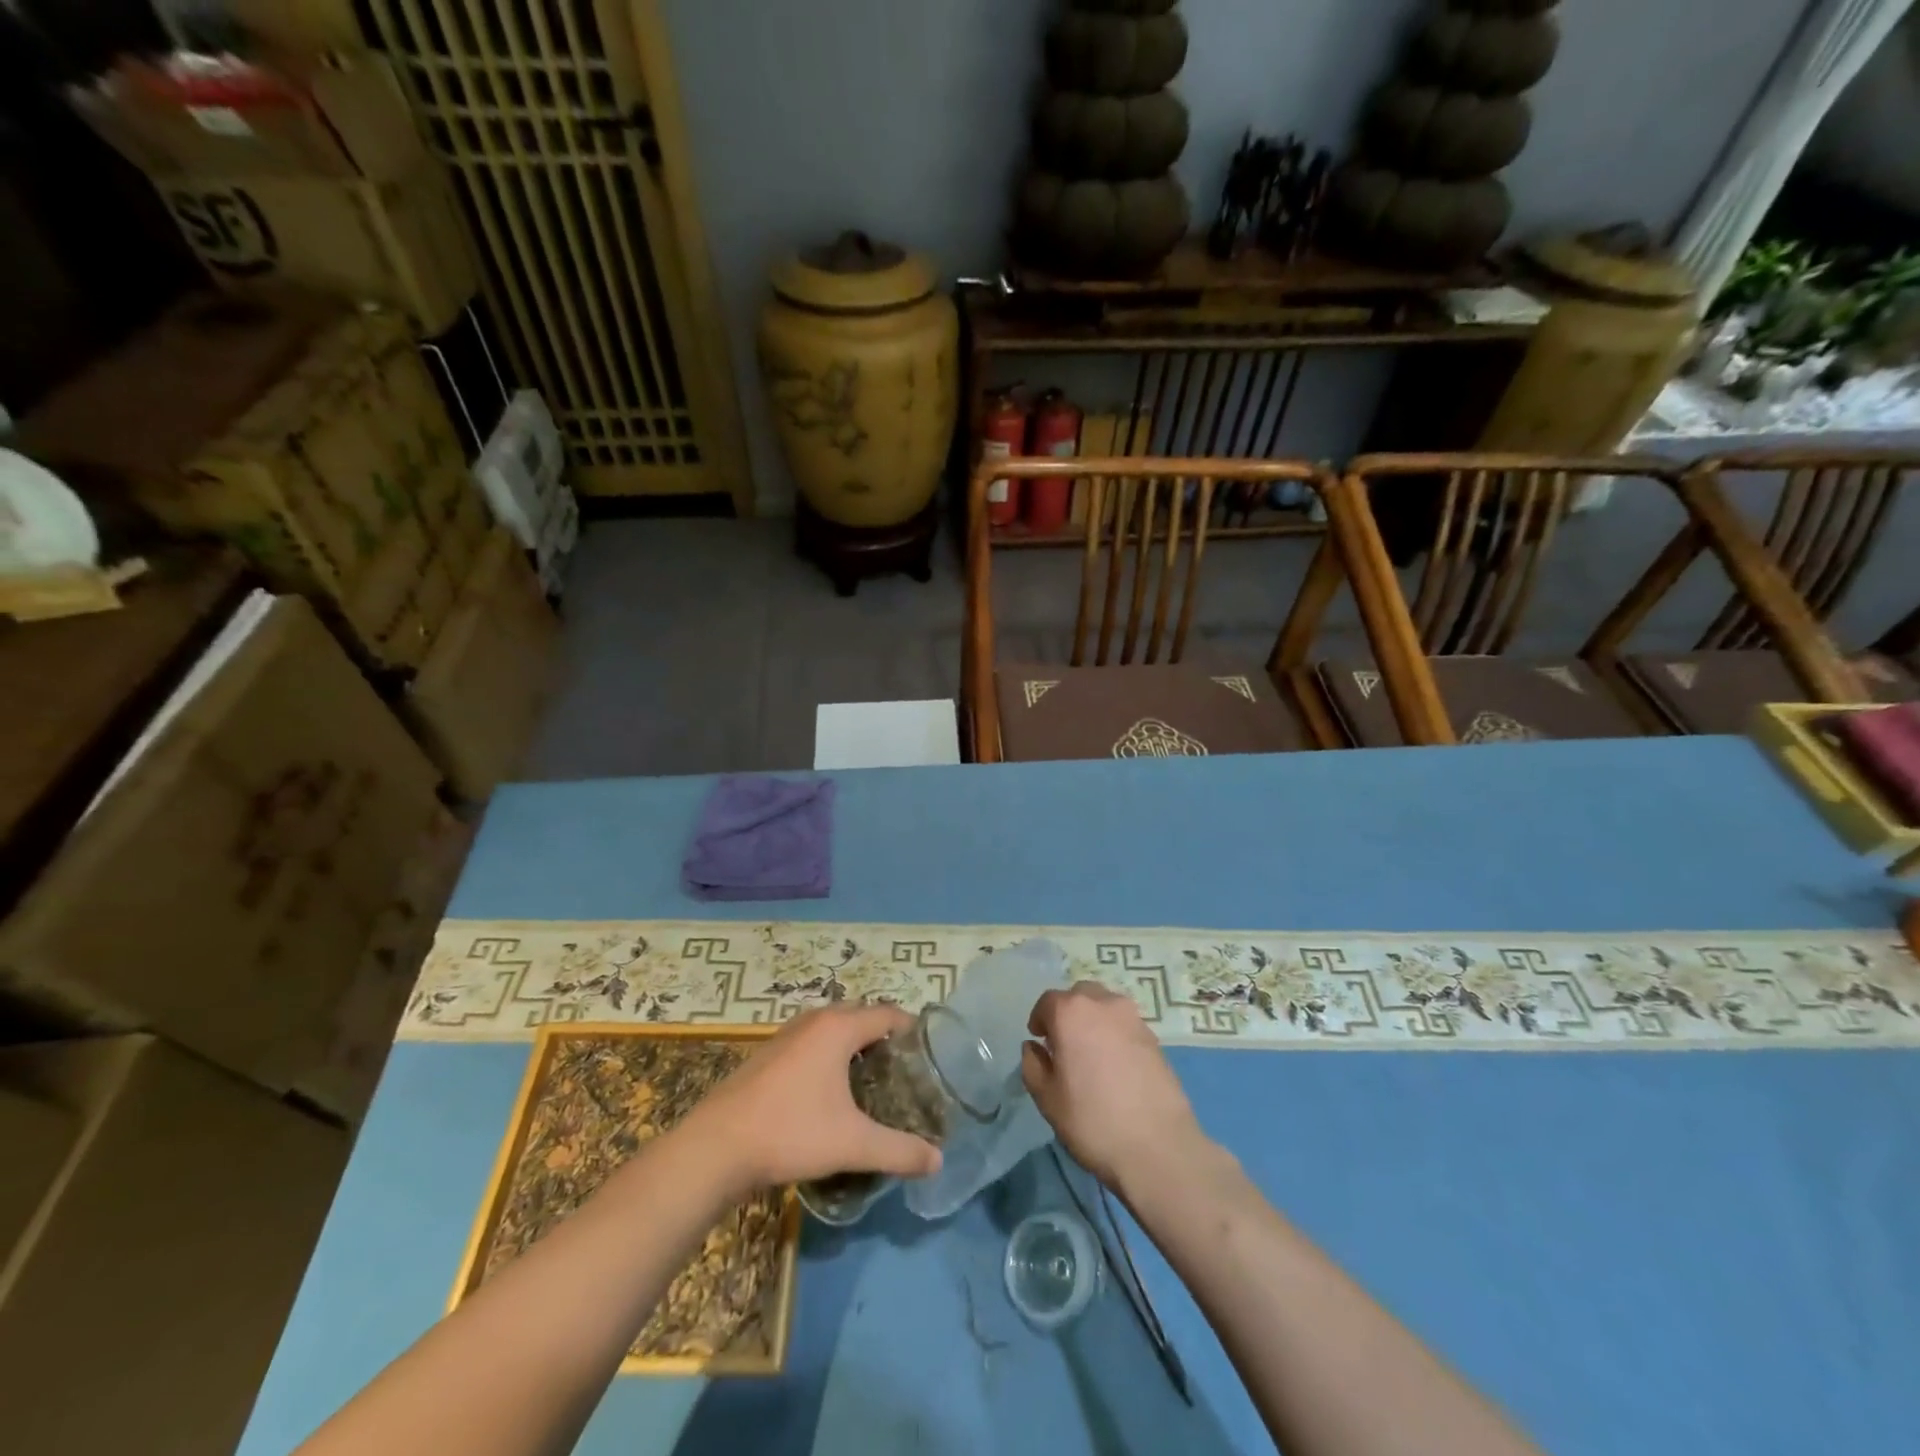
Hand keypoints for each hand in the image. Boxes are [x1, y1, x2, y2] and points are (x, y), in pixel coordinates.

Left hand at [686, 1005, 942, 1191]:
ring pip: (833, 1029)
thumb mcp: (853, 1144)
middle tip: (903, 1074)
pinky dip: (828, 1056)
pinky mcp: (768, 1054)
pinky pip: (811, 1043)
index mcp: (839, 1027)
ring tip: (871, 1083)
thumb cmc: (791, 1132)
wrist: (716, 1147)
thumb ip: (899, 1150)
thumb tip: (938, 1161)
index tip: (928, 1057)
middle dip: (884, 1039)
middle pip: (861, 1017)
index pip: (888, 1013)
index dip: (912, 1030)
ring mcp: (787, 1034)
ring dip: (854, 1047)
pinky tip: (830, 1094)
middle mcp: (815, 1020)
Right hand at [1022, 983, 1204, 1194]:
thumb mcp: (1047, 1098)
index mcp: (1071, 1012)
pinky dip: (1115, 1034)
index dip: (1039, 1020)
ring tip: (1092, 1054)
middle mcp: (1103, 1004)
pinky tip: (1116, 1066)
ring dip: (1093, 1020)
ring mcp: (1133, 1018)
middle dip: (1068, 1013)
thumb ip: (1033, 1065)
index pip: (1047, 1001)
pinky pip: (1125, 1025)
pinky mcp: (1155, 1038)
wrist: (1159, 1147)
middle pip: (1079, 995)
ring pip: (1105, 1006)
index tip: (1039, 1041)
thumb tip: (1034, 1047)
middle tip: (1064, 1044)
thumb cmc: (1092, 1121)